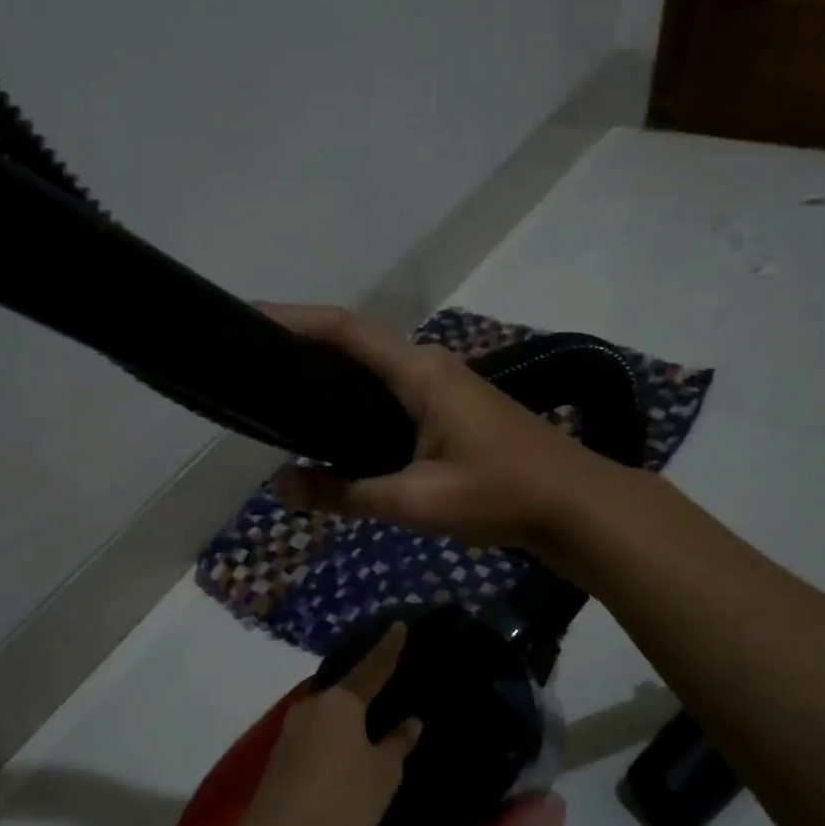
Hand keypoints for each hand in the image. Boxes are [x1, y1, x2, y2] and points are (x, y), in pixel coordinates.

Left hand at [236, 622, 421, 825]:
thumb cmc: (343, 801)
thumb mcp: (383, 774)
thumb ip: (397, 742)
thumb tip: (409, 720)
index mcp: (341, 701)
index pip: (372, 667)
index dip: (389, 648)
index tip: (398, 625)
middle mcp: (313, 705)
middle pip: (345, 688)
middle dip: (365, 684)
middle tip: (388, 681)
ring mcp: (291, 728)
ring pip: (328, 710)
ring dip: (347, 712)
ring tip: (370, 716)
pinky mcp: (281, 753)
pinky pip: (316, 730)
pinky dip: (333, 731)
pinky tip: (344, 744)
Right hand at [264, 303, 607, 553]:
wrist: (577, 506)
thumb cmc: (501, 495)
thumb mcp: (416, 501)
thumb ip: (346, 494)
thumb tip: (282, 488)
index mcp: (419, 373)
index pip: (344, 331)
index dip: (293, 320)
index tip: (247, 319)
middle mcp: (428, 367)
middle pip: (353, 344)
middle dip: (302, 346)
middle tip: (251, 366)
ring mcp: (443, 387)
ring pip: (372, 371)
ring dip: (328, 375)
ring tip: (279, 395)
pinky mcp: (450, 411)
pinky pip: (389, 395)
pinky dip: (354, 401)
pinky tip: (334, 429)